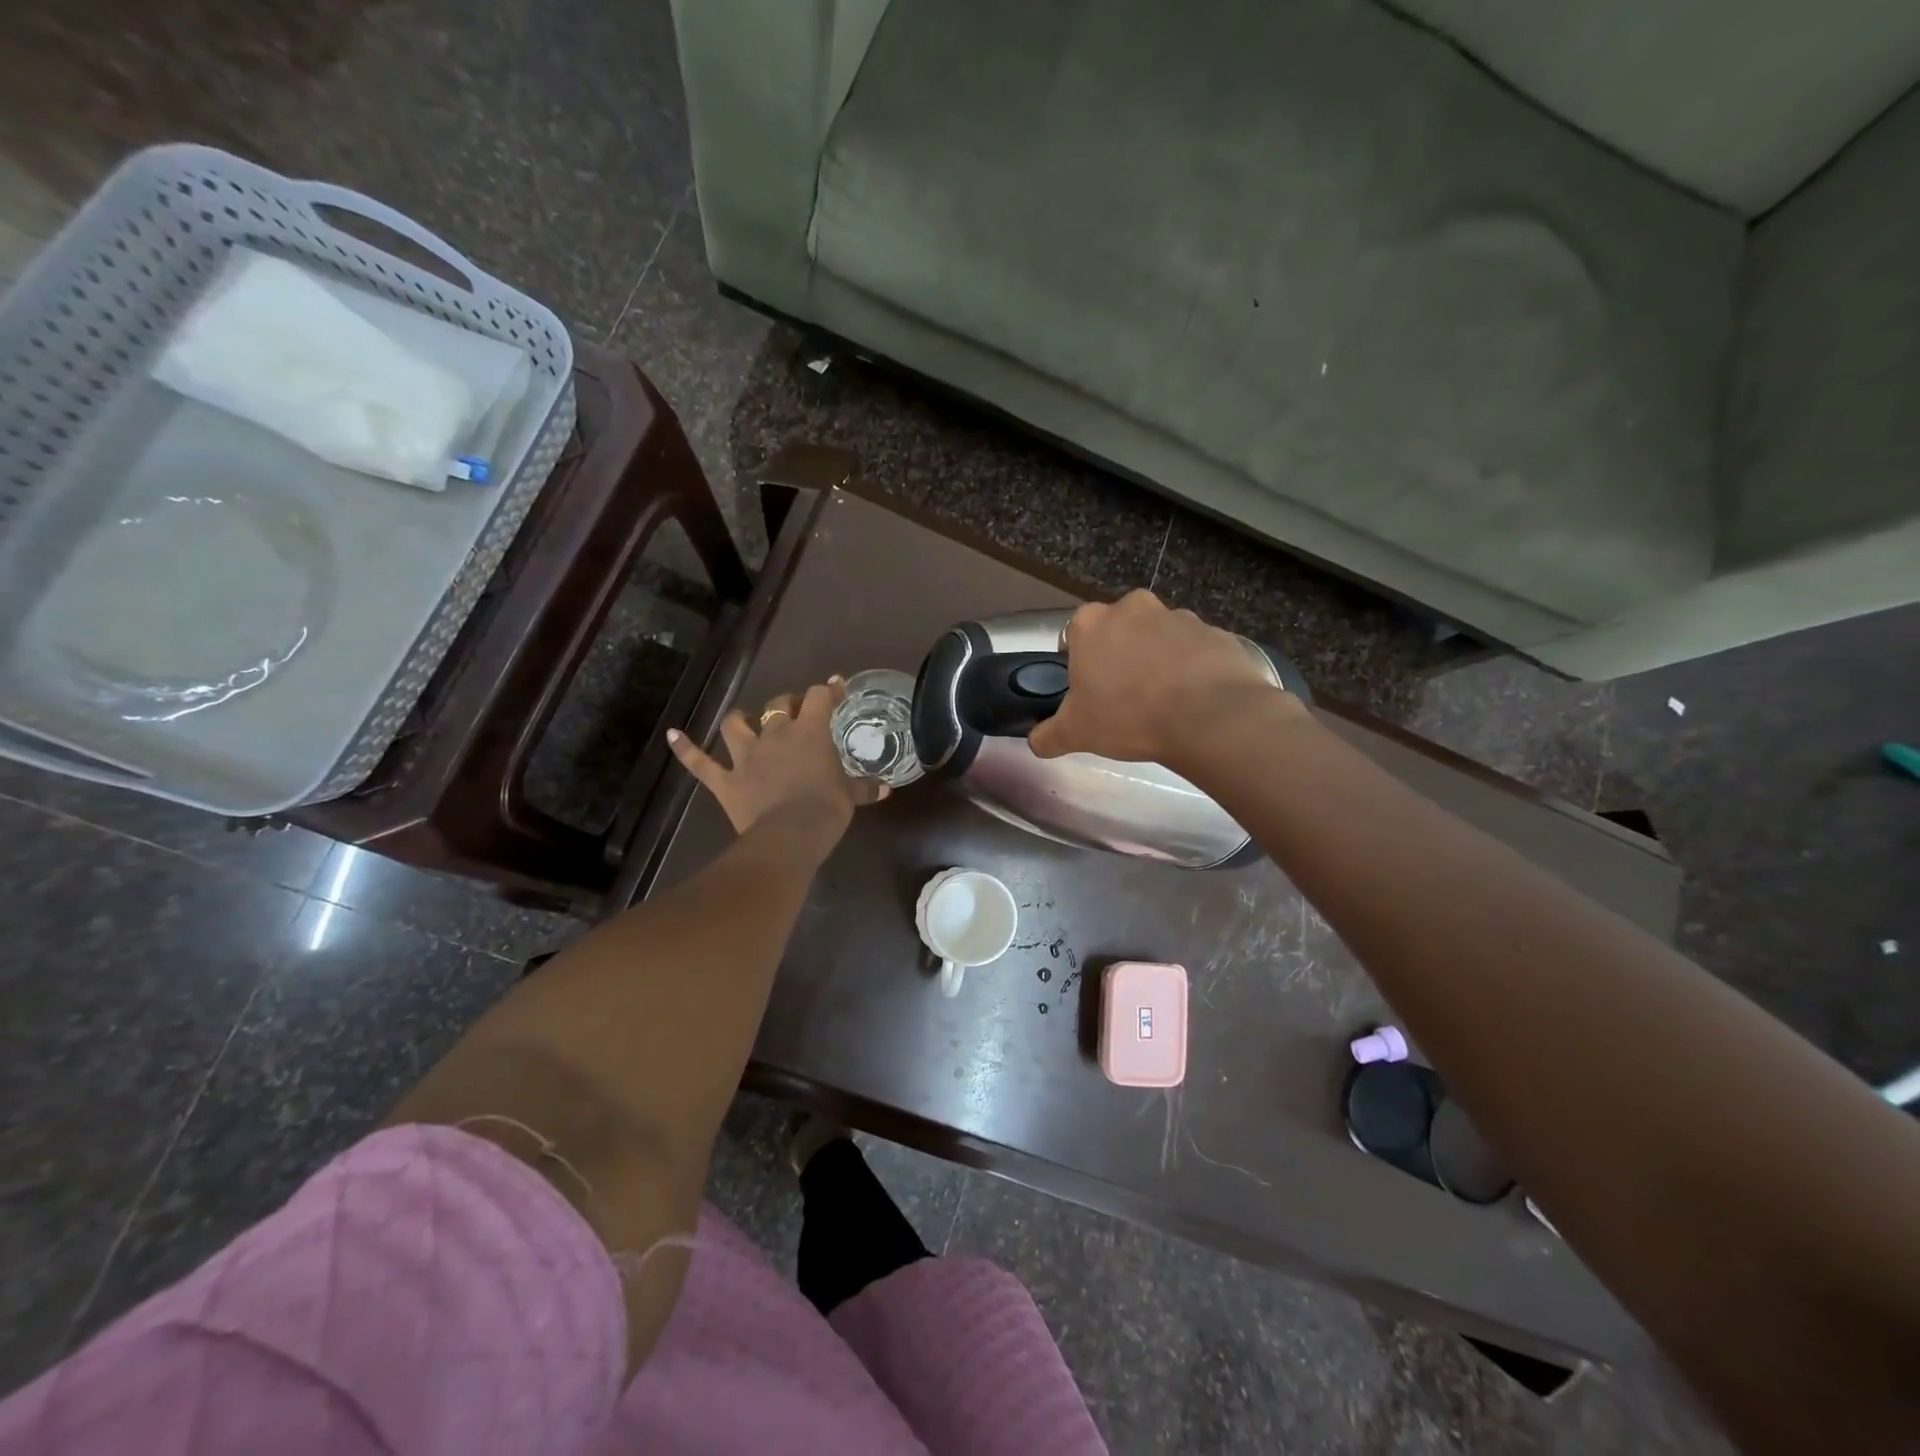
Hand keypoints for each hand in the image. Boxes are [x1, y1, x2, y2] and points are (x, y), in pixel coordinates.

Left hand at [667, 678, 887, 843]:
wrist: (789, 836)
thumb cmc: (826, 810)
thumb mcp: (850, 797)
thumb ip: (864, 787)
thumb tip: (885, 788)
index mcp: (810, 732)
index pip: (820, 697)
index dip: (829, 689)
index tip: (836, 686)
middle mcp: (775, 735)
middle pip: (778, 704)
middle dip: (788, 703)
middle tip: (797, 712)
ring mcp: (746, 756)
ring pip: (736, 724)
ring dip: (740, 719)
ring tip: (745, 720)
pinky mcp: (725, 780)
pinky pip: (699, 762)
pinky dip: (685, 748)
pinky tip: (673, 734)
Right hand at [1027, 590, 1299, 765]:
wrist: (1209, 717)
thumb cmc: (1129, 716)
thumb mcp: (1075, 734)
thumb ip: (1047, 736)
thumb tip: (1035, 742)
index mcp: (1091, 623)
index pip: (1073, 635)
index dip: (1078, 663)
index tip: (1088, 690)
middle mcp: (1133, 607)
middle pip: (1118, 630)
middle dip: (1119, 656)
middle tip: (1124, 696)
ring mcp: (1178, 615)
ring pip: (1158, 637)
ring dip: (1157, 660)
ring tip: (1163, 701)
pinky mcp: (1215, 631)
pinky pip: (1195, 650)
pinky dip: (1192, 668)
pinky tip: (1194, 700)